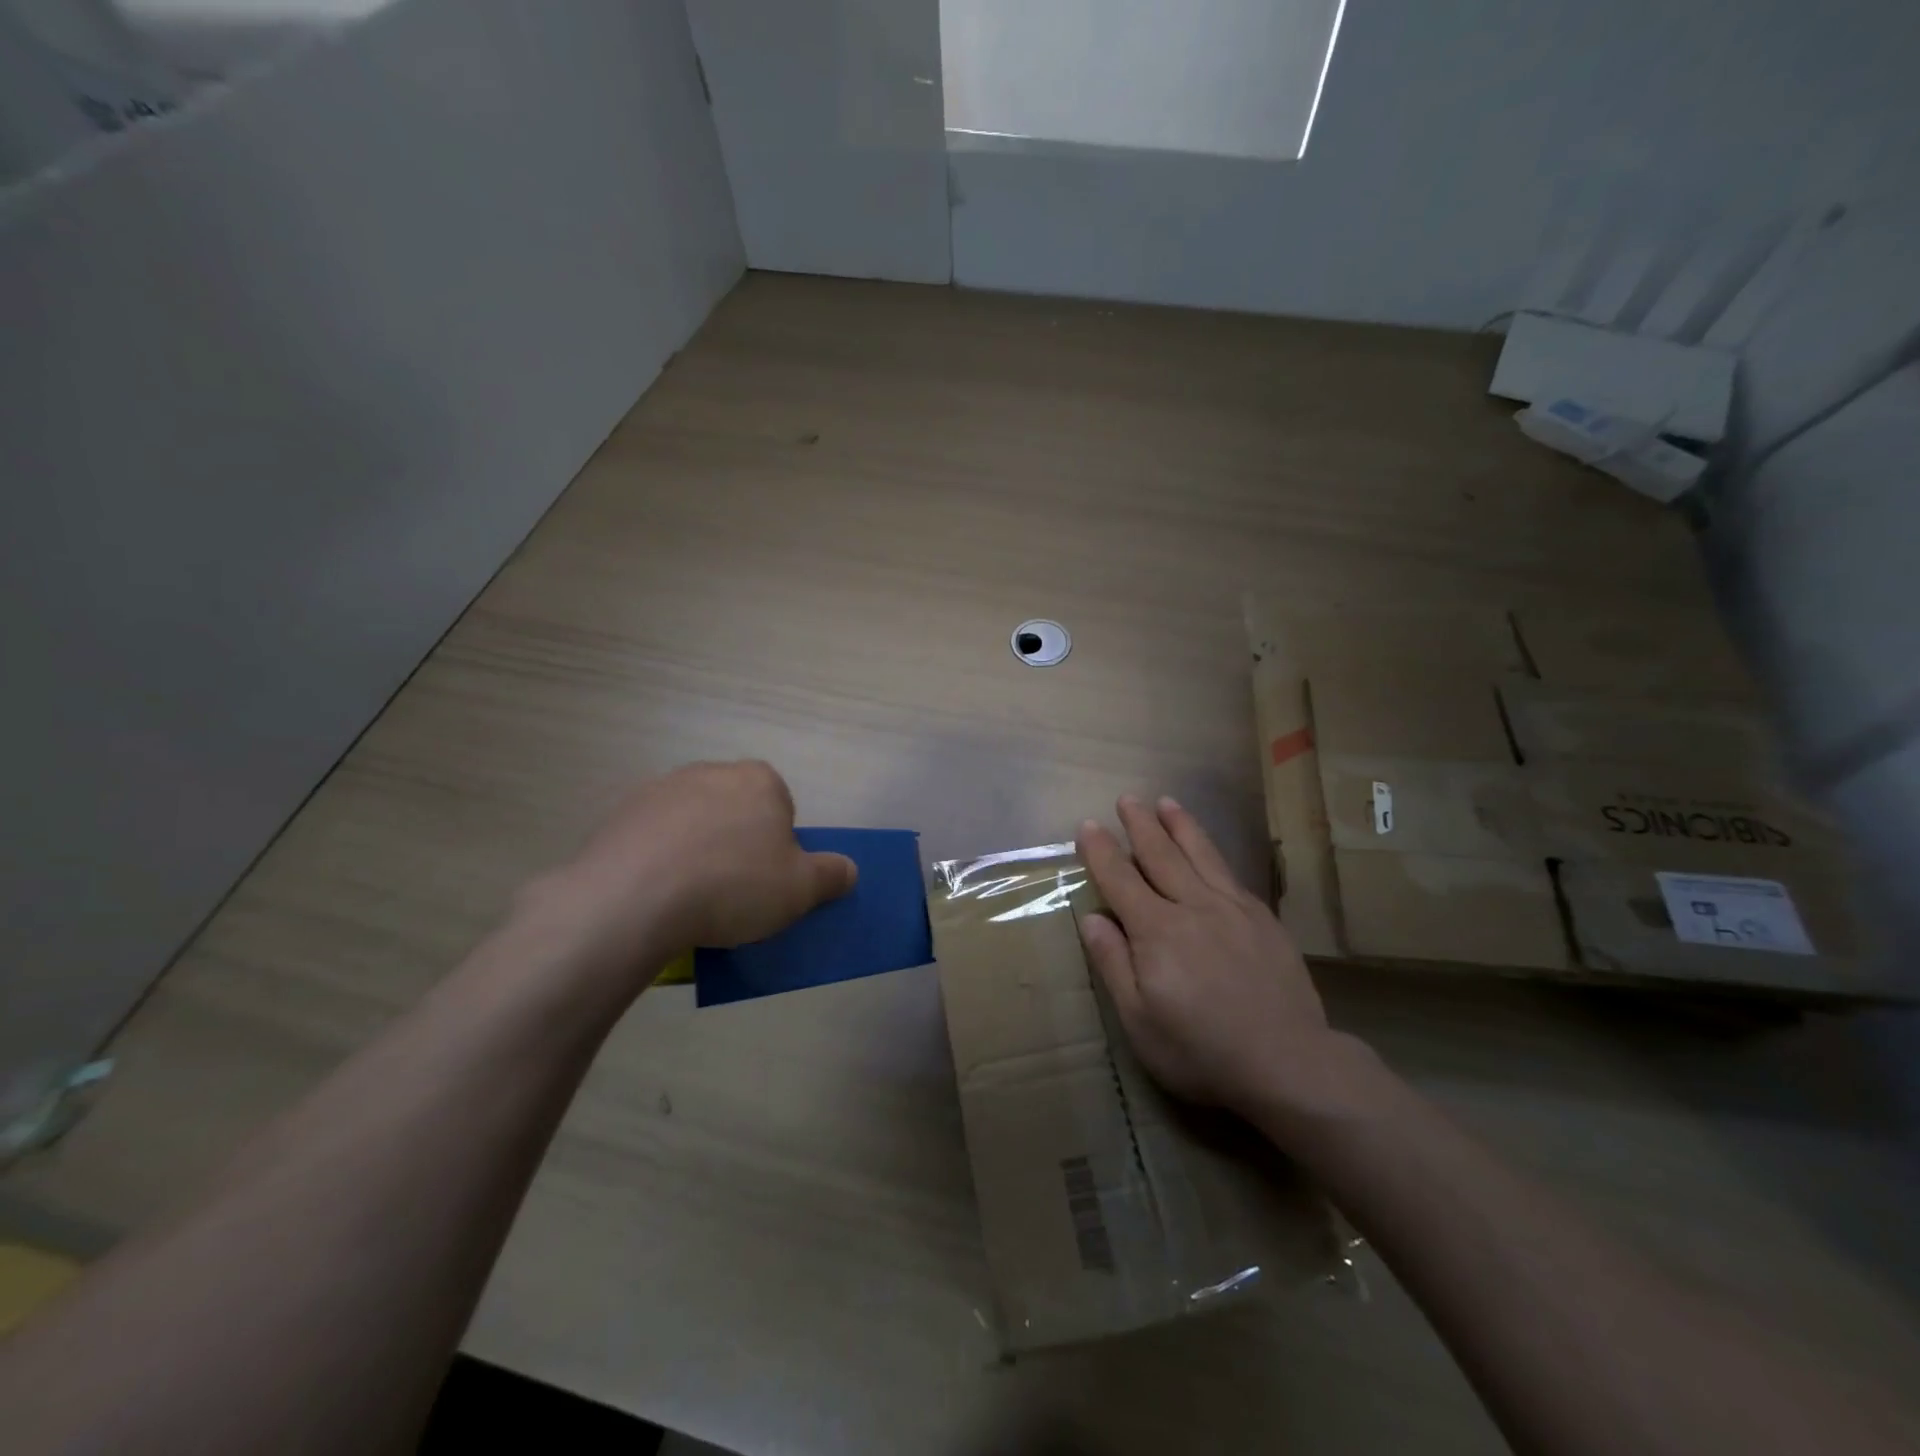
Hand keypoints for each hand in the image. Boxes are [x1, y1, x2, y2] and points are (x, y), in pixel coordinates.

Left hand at [529, 761, 856, 989]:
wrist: (634, 898)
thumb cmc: (733, 884)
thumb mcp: (800, 889)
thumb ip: (831, 875)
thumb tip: (848, 869)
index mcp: (760, 781)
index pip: (781, 806)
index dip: (778, 843)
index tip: (768, 877)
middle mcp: (711, 772)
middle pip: (736, 809)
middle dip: (737, 841)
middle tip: (734, 888)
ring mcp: (662, 789)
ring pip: (693, 821)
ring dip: (696, 849)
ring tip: (690, 896)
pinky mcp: (621, 813)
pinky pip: (652, 837)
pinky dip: (658, 858)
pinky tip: (655, 894)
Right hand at [1076, 795, 1349, 1119]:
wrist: (1288, 1062)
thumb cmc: (1201, 1050)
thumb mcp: (1139, 1020)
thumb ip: (1113, 963)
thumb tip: (1093, 918)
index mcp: (1157, 930)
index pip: (1120, 879)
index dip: (1101, 851)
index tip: (1087, 825)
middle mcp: (1193, 906)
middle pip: (1161, 855)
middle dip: (1140, 825)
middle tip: (1127, 799)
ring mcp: (1233, 909)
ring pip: (1201, 855)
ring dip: (1180, 825)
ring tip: (1166, 802)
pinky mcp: (1263, 920)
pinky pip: (1230, 874)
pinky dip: (1213, 854)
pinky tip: (1209, 851)